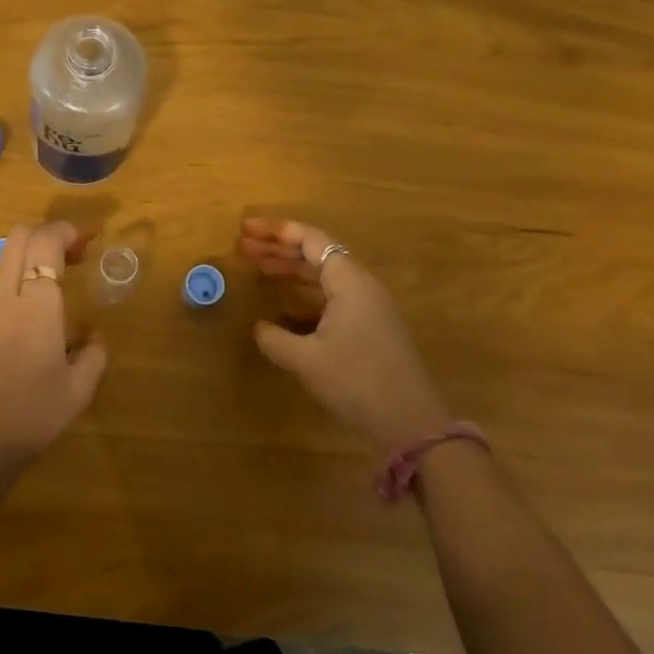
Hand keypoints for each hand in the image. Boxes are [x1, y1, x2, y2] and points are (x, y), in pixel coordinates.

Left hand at [0, 220, 107, 475]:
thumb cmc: (28, 419)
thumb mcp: (77, 394)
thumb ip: (94, 356)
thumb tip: (94, 336)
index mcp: (35, 306)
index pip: (45, 241)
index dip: (67, 230)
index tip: (89, 238)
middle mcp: (2, 299)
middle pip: (18, 238)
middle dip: (47, 233)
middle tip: (72, 255)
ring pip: (4, 269)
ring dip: (30, 268)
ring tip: (54, 303)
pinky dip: (14, 300)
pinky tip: (25, 341)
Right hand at [238, 218, 451, 452]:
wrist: (411, 423)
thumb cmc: (357, 381)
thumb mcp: (306, 360)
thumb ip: (274, 338)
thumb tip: (258, 326)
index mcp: (349, 282)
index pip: (310, 240)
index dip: (275, 232)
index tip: (245, 230)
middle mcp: (361, 287)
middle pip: (315, 255)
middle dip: (277, 249)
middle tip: (242, 247)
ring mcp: (368, 309)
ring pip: (322, 278)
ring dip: (289, 273)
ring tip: (257, 271)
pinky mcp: (369, 330)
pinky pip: (331, 300)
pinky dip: (304, 298)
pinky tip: (282, 313)